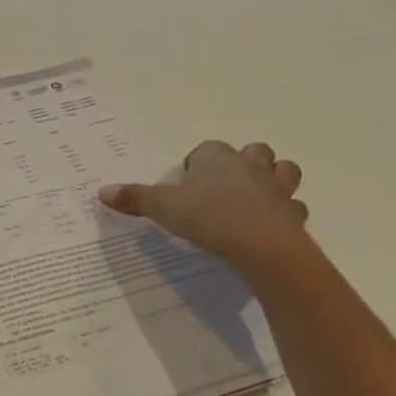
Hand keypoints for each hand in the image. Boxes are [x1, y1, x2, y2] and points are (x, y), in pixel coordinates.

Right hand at [99, 141, 310, 271]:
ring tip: (254, 198)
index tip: (188, 182)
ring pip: (283, 170)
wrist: (262, 246)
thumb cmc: (208, 217)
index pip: (207, 148)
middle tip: (223, 186)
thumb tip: (101, 191)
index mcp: (216, 158)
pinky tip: (271, 226)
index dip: (198, 162)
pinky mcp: (293, 214)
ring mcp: (276, 188)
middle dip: (243, 162)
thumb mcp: (163, 208)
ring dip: (273, 179)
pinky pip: (293, 207)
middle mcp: (249, 166)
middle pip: (253, 151)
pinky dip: (285, 213)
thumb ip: (134, 199)